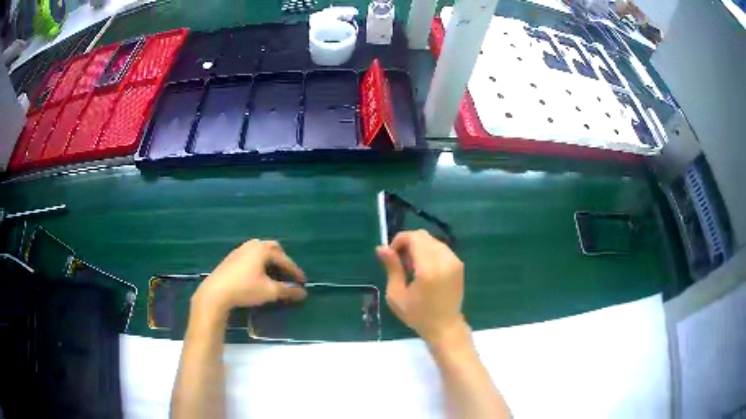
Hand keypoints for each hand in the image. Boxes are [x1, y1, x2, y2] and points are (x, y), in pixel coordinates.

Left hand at [193, 240, 306, 314]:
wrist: (216, 292)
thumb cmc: (245, 289)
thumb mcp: (269, 291)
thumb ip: (287, 291)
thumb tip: (303, 292)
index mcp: (263, 249)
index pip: (284, 259)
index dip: (295, 271)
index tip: (303, 282)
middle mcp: (252, 245)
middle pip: (273, 248)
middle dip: (283, 260)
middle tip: (288, 273)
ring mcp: (240, 250)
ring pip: (260, 251)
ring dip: (270, 261)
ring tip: (274, 274)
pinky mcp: (231, 258)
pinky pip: (251, 256)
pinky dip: (259, 262)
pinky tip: (258, 274)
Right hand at [376, 230, 468, 347]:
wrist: (445, 326)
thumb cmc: (418, 315)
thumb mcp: (397, 295)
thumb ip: (392, 268)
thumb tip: (381, 247)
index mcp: (429, 268)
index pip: (414, 238)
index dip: (399, 240)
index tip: (391, 255)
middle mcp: (445, 260)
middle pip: (423, 236)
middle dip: (408, 243)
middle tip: (400, 263)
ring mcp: (455, 261)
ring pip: (432, 241)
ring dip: (419, 247)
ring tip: (412, 267)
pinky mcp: (459, 264)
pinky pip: (441, 248)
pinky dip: (429, 252)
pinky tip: (424, 269)